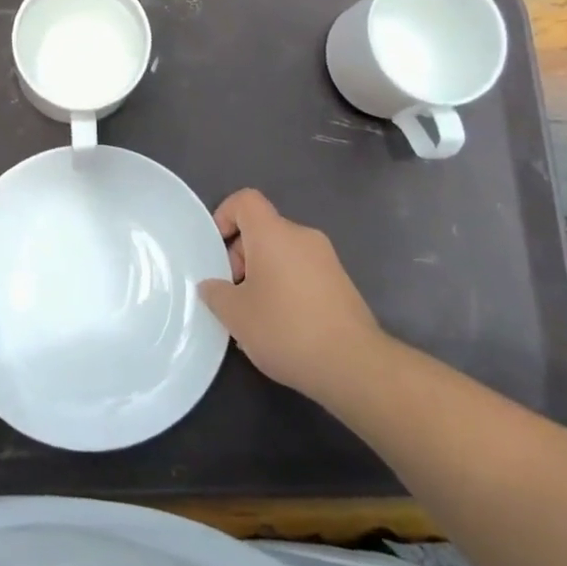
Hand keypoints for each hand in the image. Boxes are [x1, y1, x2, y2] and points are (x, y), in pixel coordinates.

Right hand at [199, 189, 387, 411]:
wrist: (355, 365)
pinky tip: (284, 327)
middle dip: (242, 257)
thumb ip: (215, 293)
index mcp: (273, 233)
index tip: (217, 250)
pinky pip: (303, 272)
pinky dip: (287, 288)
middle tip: (234, 295)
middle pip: (263, 230)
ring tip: (256, 317)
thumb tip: (211, 286)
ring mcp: (327, 259)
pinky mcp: (342, 284)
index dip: (225, 215)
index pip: (245, 200)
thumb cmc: (286, 329)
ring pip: (283, 253)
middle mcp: (302, 236)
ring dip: (264, 276)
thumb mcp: (236, 315)